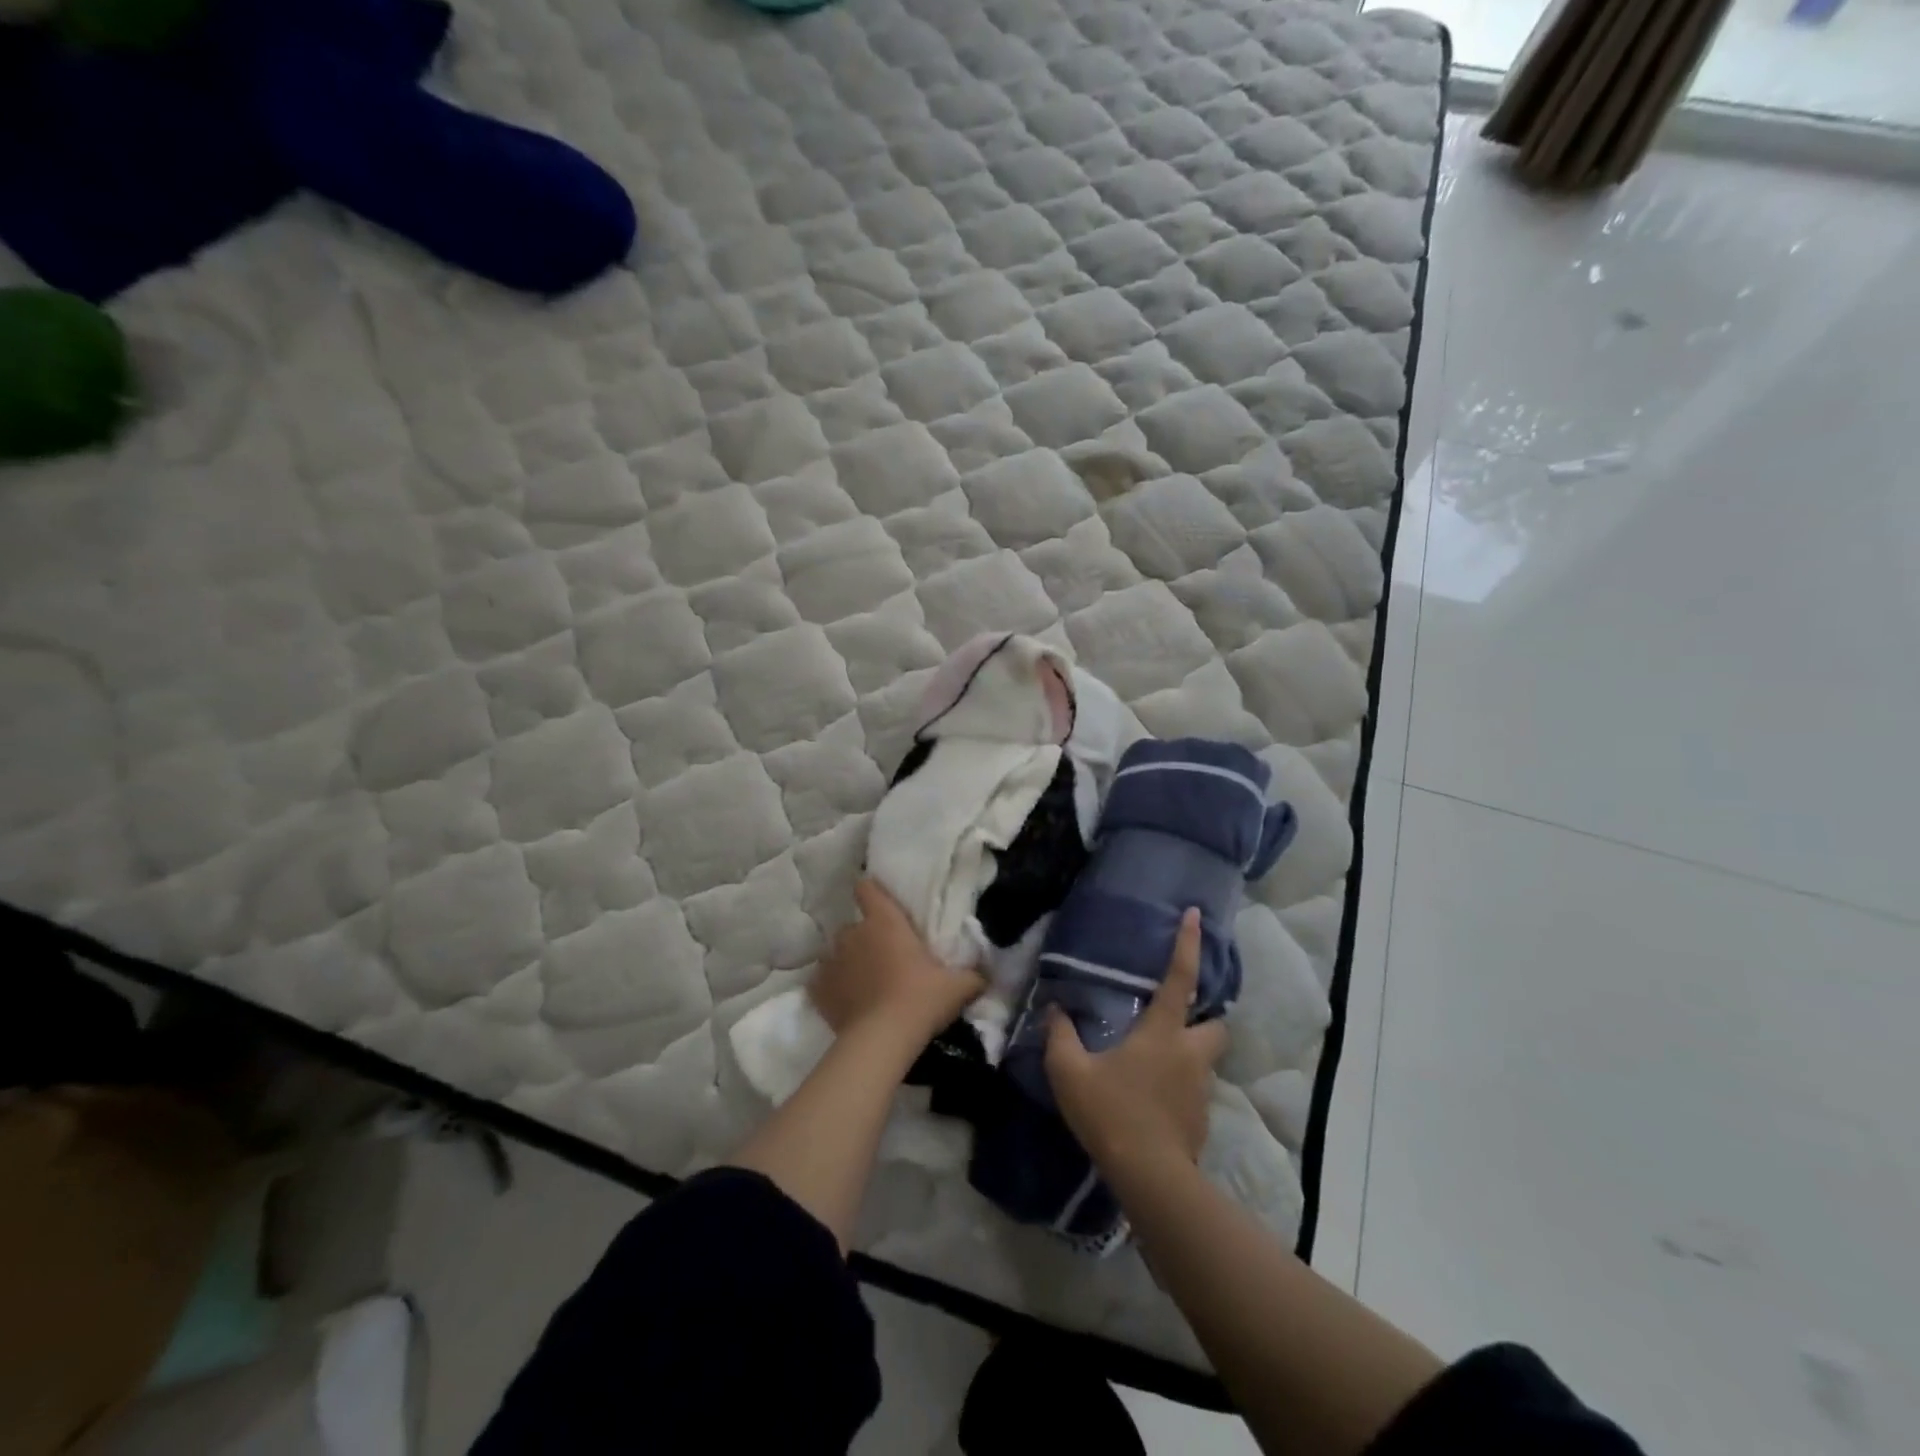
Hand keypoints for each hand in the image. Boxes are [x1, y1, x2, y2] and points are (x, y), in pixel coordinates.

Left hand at [810, 880, 984, 1051]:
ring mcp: (832, 961)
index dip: (871, 892)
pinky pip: (822, 982)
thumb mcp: (958, 987)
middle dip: (864, 938)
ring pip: (836, 953)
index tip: (878, 901)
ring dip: (847, 963)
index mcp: (885, 921)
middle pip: (853, 926)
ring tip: (863, 982)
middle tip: (883, 958)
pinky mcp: (819, 990)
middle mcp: (854, 934)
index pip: (868, 889)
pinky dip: (831, 989)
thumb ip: (972, 976)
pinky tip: (845, 1001)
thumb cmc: (921, 1000)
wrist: (883, 1039)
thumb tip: (985, 976)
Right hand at [1045, 908, 1227, 1178]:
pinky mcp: (1201, 1119)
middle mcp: (1190, 1053)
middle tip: (1179, 1018)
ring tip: (1157, 1063)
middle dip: (1206, 1015)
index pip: (1180, 978)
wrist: (1150, 1177)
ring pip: (1206, 1059)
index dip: (1187, 944)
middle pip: (1217, 1023)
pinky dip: (1180, 1087)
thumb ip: (1060, 1036)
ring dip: (1189, 1053)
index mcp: (1163, 1033)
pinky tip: (1154, 1100)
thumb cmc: (1110, 1112)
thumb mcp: (1070, 1072)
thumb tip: (1056, 1010)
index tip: (1195, 914)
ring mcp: (1201, 1088)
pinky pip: (1195, 1091)